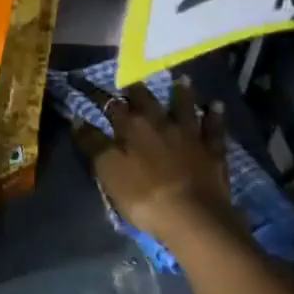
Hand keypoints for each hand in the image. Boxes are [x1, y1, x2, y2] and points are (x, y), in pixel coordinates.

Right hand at [70, 76, 235, 248]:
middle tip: (131, 77)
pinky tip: (216, 105)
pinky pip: (214, 127)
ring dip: (181, 92)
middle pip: (146, 99)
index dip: (96, 94)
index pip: (110, 104)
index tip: (83, 82)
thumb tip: (78, 119)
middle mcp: (160, 122)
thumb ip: (93, 143)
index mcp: (131, 127)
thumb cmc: (143, 195)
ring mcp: (189, 134)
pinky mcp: (213, 150)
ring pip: (184, 106)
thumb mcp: (108, 171)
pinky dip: (214, 115)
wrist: (193, 216)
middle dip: (136, 87)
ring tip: (180, 79)